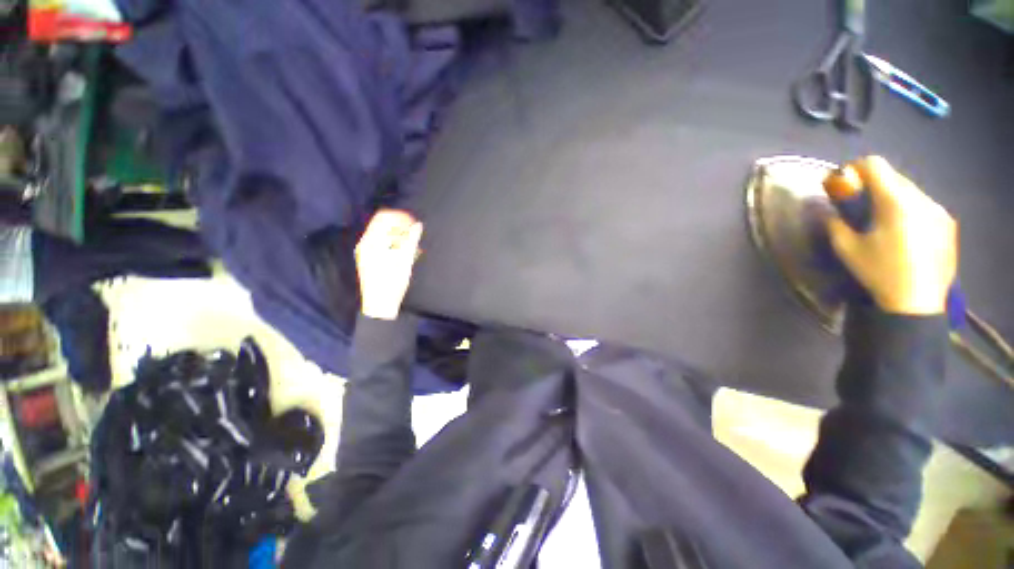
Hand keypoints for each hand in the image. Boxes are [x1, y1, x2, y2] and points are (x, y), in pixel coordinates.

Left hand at [355, 209, 423, 319]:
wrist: (380, 305)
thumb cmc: (392, 283)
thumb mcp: (404, 261)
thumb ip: (410, 240)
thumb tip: (417, 225)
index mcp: (371, 242)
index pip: (383, 218)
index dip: (399, 216)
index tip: (413, 221)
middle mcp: (366, 244)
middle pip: (383, 226)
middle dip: (400, 227)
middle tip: (415, 233)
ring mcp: (366, 252)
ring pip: (384, 235)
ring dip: (399, 237)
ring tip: (413, 246)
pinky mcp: (370, 260)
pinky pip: (383, 245)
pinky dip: (395, 245)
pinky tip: (406, 253)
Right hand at [824, 156, 957, 315]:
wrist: (917, 303)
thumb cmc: (879, 273)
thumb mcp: (846, 249)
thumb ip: (836, 223)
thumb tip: (831, 210)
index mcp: (895, 202)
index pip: (876, 165)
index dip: (856, 169)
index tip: (846, 184)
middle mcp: (921, 199)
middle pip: (894, 177)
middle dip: (875, 185)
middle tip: (862, 206)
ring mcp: (939, 211)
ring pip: (911, 191)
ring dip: (893, 198)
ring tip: (884, 222)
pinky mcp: (948, 224)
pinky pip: (924, 206)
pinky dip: (910, 210)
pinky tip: (904, 233)